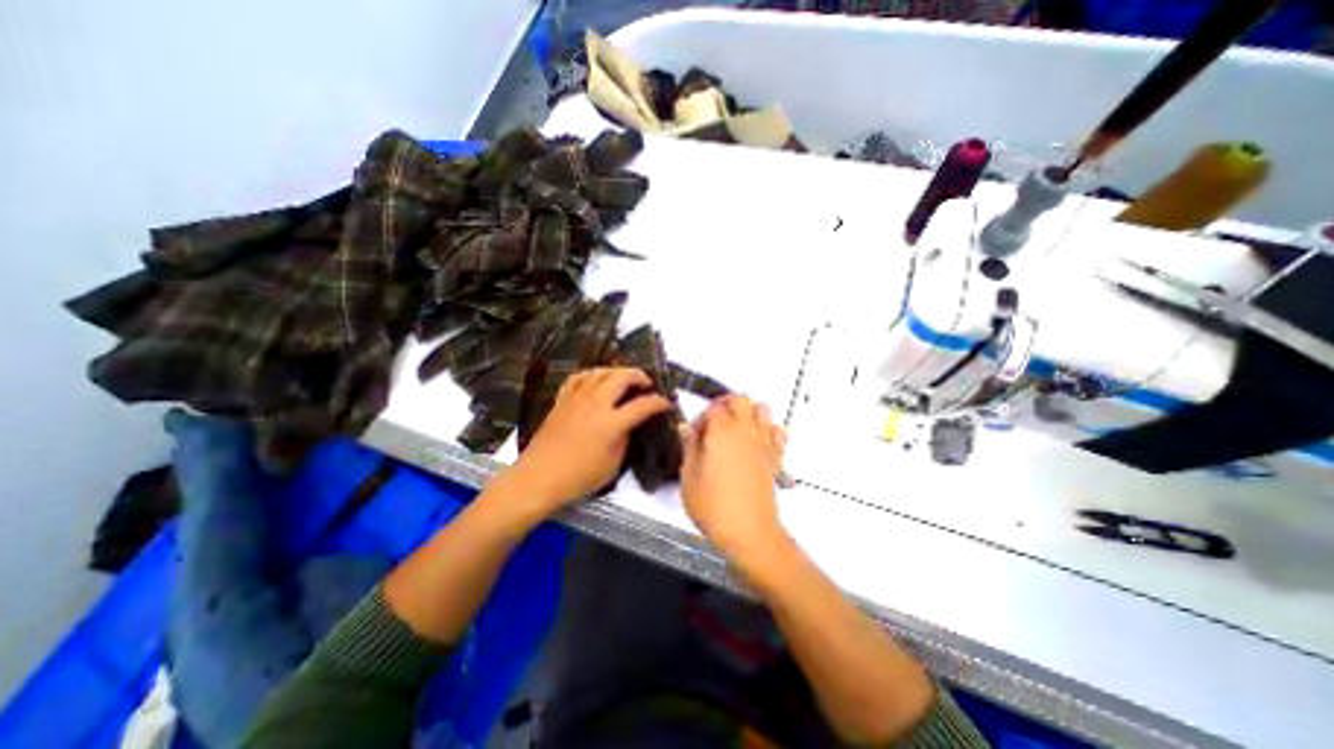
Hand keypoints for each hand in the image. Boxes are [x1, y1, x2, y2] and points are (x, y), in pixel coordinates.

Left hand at [501, 365, 673, 514]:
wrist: (538, 478)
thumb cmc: (578, 478)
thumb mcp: (612, 464)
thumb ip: (624, 439)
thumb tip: (628, 424)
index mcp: (611, 423)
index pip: (642, 405)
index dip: (659, 402)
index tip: (666, 403)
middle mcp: (595, 404)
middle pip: (622, 377)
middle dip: (639, 376)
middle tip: (646, 384)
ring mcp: (576, 399)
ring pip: (600, 372)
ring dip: (617, 372)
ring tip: (624, 379)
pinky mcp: (562, 400)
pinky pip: (579, 377)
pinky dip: (592, 374)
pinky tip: (596, 380)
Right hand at [682, 397, 782, 562]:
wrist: (749, 532)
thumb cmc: (713, 506)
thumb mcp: (688, 477)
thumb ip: (689, 447)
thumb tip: (685, 427)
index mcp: (722, 431)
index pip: (713, 407)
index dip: (701, 418)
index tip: (694, 436)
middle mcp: (745, 430)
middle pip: (741, 399)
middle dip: (726, 406)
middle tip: (714, 426)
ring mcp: (764, 442)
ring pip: (762, 409)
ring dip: (749, 413)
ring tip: (735, 432)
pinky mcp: (776, 457)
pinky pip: (779, 432)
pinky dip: (770, 430)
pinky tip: (758, 443)